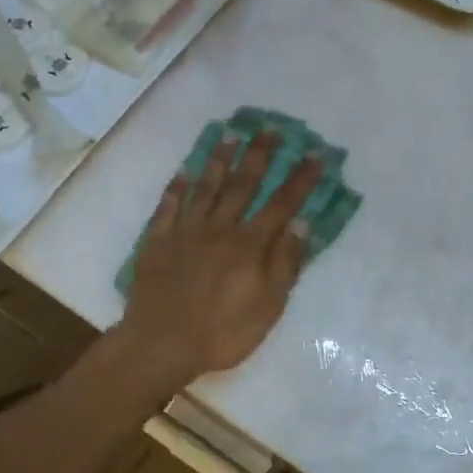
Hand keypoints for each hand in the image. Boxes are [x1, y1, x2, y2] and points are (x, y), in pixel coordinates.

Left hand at [120, 130, 321, 382]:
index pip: (281, 204)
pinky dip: (177, 187)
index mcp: (249, 245)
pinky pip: (168, 206)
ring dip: (219, 160)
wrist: (161, 344)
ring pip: (205, 187)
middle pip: (243, 185)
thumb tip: (301, 222)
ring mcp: (185, 231)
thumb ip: (285, 263)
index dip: (300, 179)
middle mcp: (219, 228)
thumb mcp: (268, 306)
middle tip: (270, 128)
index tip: (314, 154)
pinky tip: (183, 172)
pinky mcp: (158, 241)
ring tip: (230, 135)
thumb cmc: (223, 333)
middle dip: (259, 156)